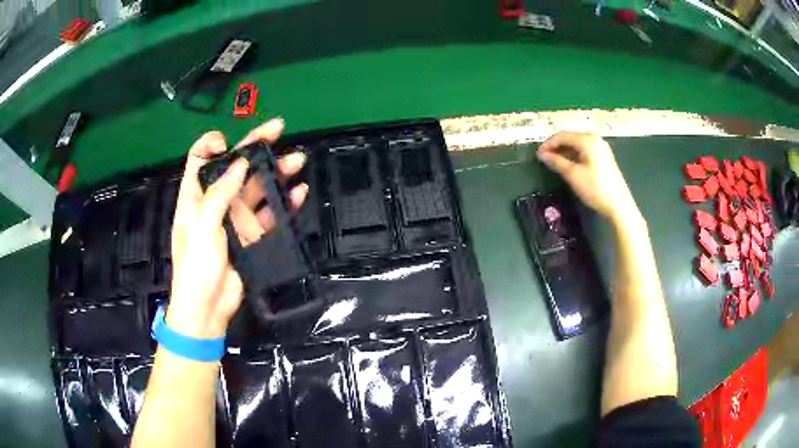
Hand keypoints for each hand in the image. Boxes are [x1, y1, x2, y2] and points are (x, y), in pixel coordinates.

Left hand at [168, 119, 307, 339]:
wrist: (208, 308)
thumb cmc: (196, 267)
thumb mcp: (202, 226)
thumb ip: (219, 193)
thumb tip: (238, 163)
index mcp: (195, 195)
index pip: (200, 159)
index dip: (212, 144)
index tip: (229, 141)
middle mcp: (215, 201)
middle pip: (235, 167)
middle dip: (256, 147)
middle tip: (279, 129)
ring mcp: (235, 218)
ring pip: (257, 188)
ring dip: (276, 173)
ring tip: (297, 160)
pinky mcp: (251, 236)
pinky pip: (270, 214)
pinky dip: (284, 204)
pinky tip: (298, 194)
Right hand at [538, 131, 636, 220]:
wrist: (619, 205)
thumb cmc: (595, 188)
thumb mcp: (573, 175)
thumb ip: (556, 162)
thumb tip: (542, 155)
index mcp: (587, 139)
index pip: (562, 135)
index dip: (548, 144)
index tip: (537, 155)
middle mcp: (595, 139)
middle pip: (570, 138)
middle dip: (556, 147)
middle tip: (544, 159)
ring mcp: (601, 147)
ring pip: (577, 144)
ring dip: (564, 152)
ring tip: (554, 163)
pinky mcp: (604, 157)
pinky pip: (585, 151)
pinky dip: (574, 155)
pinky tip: (568, 165)